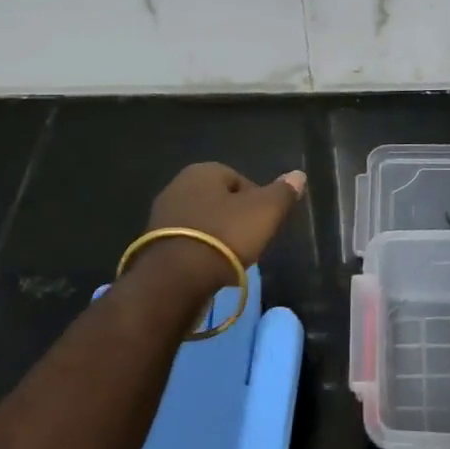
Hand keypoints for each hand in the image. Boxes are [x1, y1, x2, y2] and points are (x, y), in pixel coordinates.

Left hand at [133, 162, 306, 293]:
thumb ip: (283, 192)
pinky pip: (186, 241)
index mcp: (204, 170)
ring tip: (229, 259)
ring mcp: (161, 214)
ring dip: (215, 236)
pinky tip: (208, 268)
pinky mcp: (151, 243)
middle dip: (234, 218)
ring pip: (201, 221)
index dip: (257, 202)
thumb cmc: (225, 236)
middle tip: (249, 242)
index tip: (264, 225)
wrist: (175, 278)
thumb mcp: (265, 212)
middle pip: (219, 200)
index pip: (240, 180)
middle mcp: (178, 185)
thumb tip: (298, 175)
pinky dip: (199, 251)